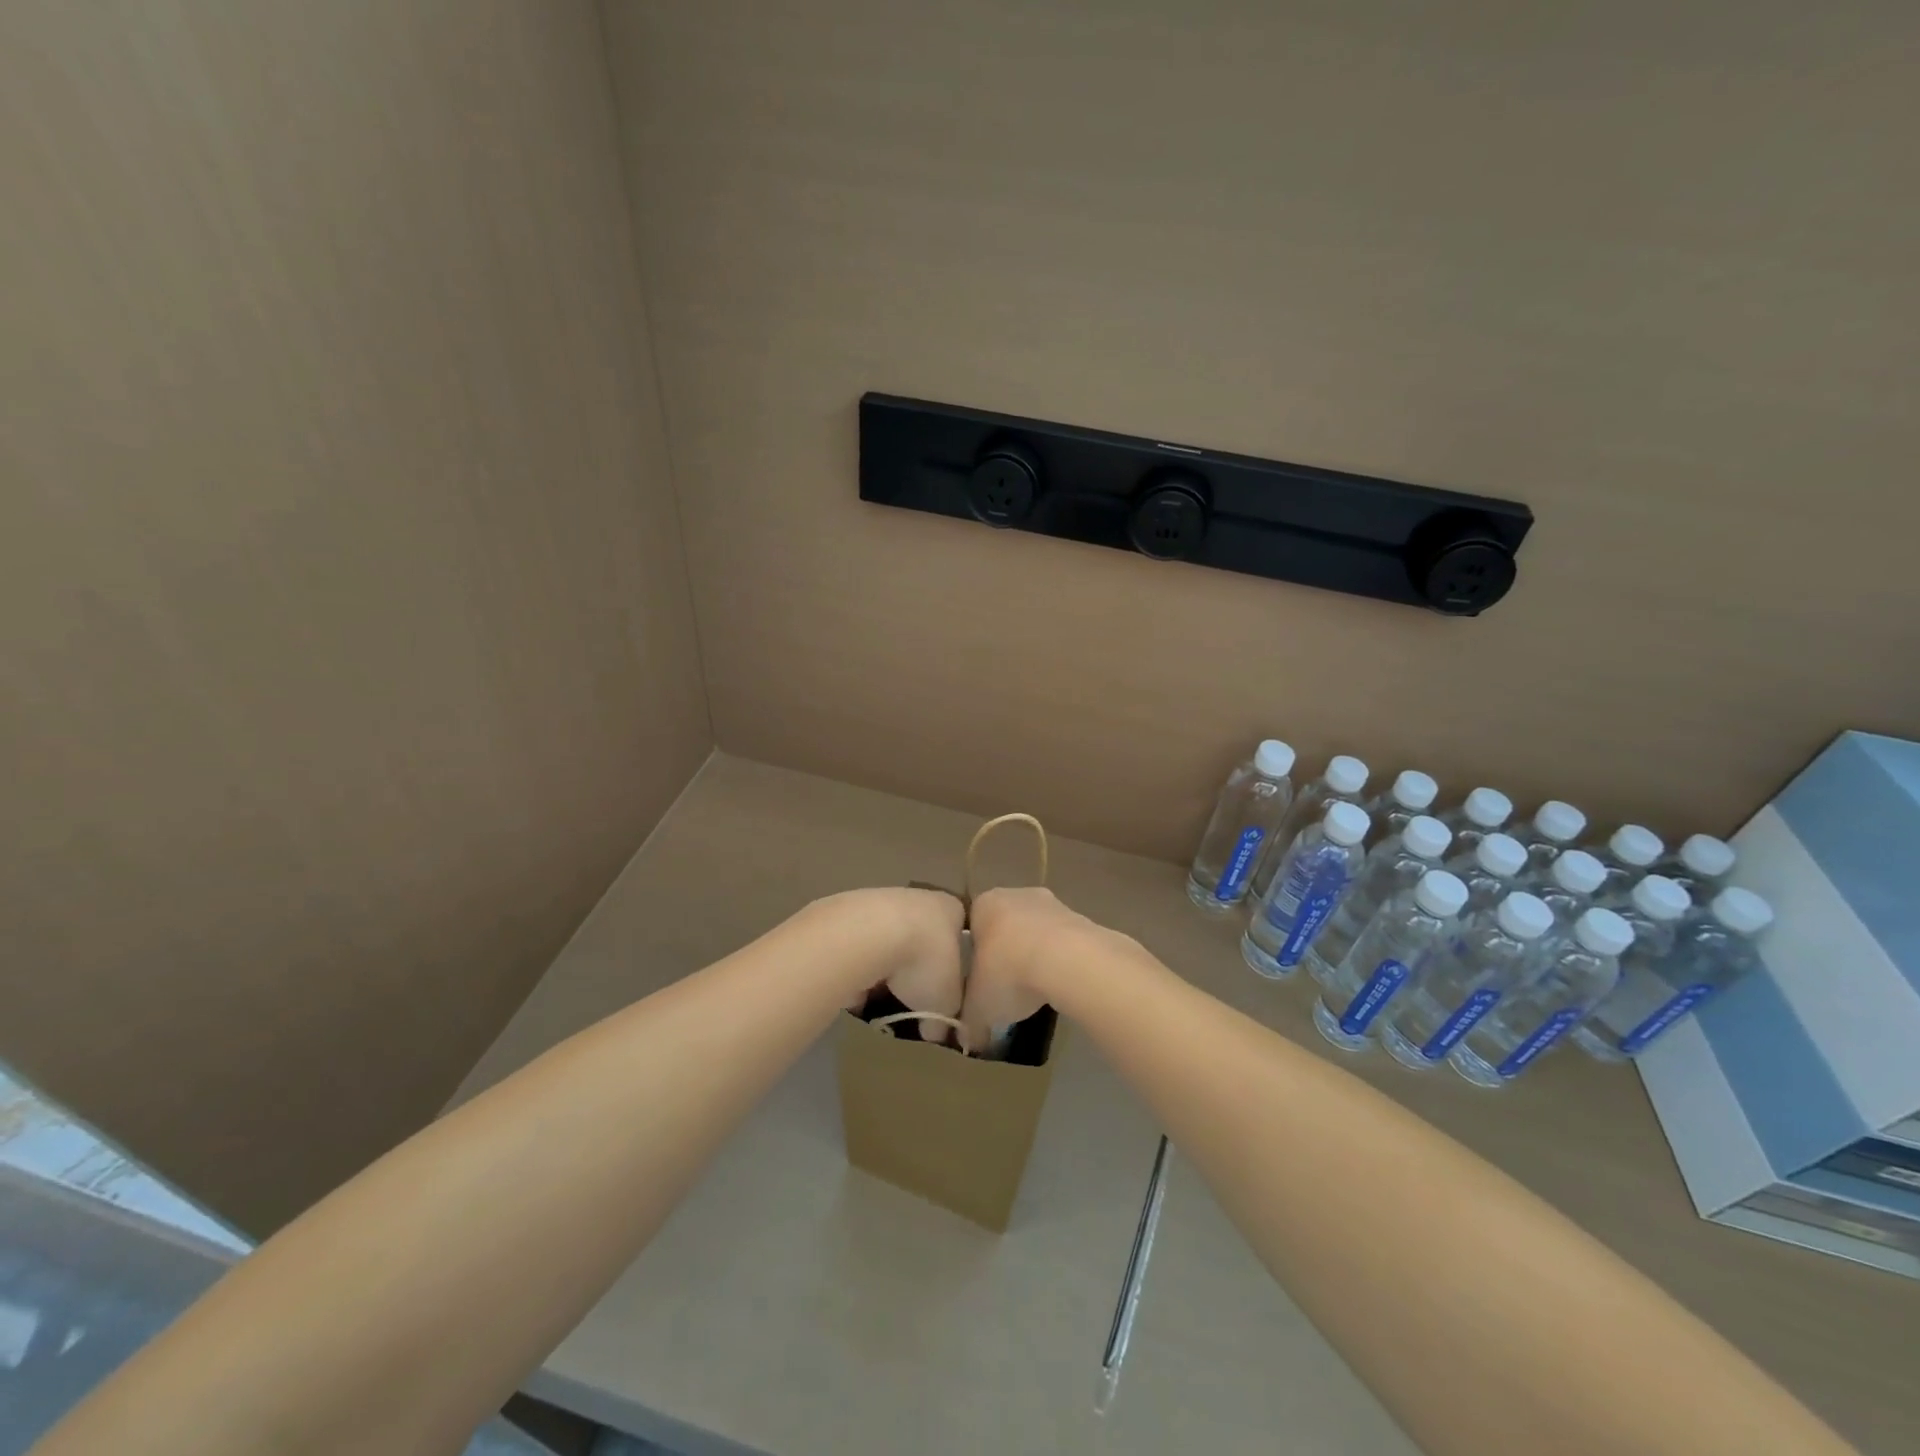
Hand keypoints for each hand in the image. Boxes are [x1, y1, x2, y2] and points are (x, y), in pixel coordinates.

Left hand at [824, 887, 965, 1020]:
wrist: (867, 934)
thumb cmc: (923, 961)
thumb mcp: (946, 1003)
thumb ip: (945, 1019)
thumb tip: (936, 1033)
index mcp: (950, 910)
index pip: (957, 935)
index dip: (952, 964)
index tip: (944, 991)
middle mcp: (918, 898)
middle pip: (919, 938)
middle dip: (914, 969)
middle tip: (910, 1000)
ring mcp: (880, 902)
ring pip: (886, 942)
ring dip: (883, 970)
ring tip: (878, 1000)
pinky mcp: (846, 913)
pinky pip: (857, 949)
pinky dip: (856, 969)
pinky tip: (853, 991)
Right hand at [961, 887, 1108, 1052]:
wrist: (1068, 961)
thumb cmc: (1009, 972)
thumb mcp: (978, 1006)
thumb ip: (969, 1020)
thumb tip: (968, 1039)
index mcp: (984, 904)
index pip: (972, 926)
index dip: (974, 955)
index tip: (979, 981)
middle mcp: (1016, 894)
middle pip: (1005, 926)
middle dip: (1006, 953)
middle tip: (1007, 986)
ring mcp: (1053, 903)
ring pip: (1037, 932)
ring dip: (1036, 956)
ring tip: (1036, 990)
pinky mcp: (1081, 918)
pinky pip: (1063, 942)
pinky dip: (1061, 960)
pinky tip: (1060, 985)